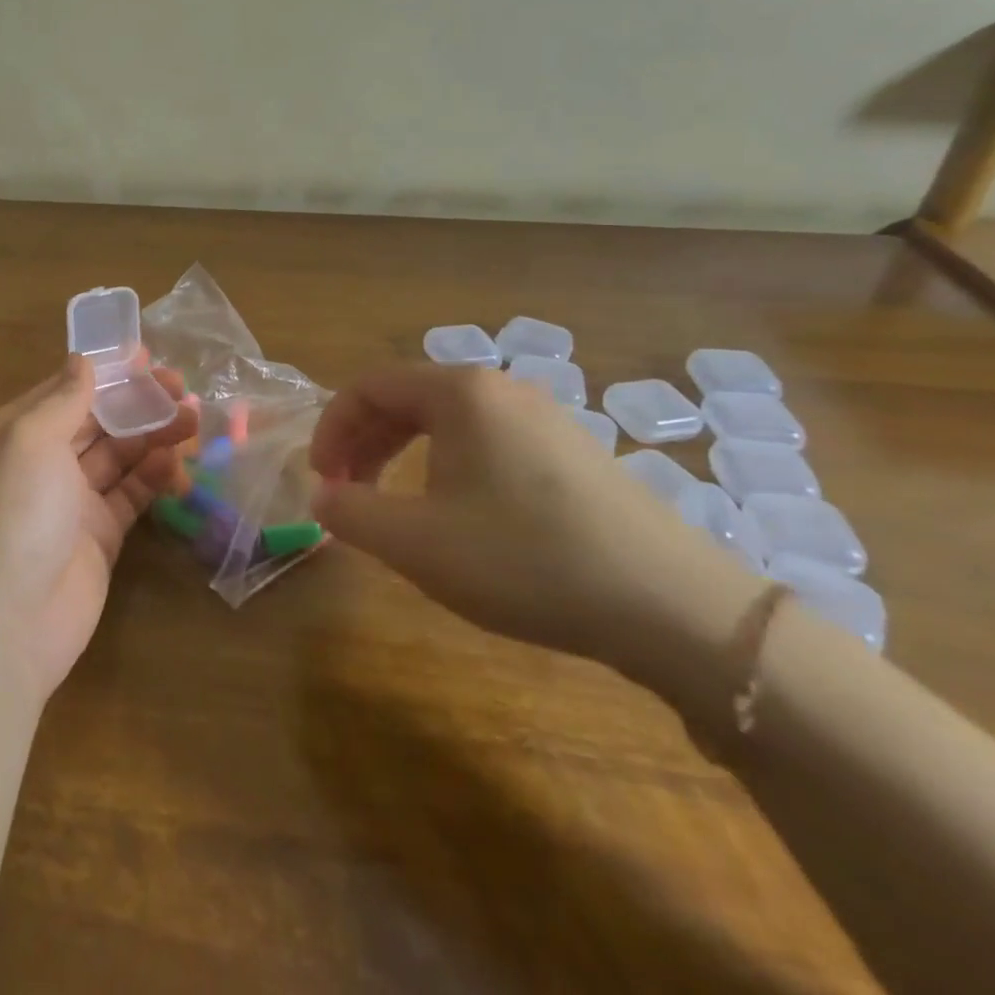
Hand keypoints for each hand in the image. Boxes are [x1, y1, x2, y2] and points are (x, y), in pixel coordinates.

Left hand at [0, 354, 196, 699]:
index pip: (68, 389)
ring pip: (120, 456)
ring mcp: (72, 501)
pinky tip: (179, 465)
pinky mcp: (99, 535)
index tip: (148, 357)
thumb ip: (63, 398)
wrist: (8, 619)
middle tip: (184, 390)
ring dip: (155, 436)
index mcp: (19, 432)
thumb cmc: (15, 512)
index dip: (107, 371)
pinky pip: (131, 495)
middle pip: (99, 420)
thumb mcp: (32, 439)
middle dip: (139, 402)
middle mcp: (44, 461)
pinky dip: (154, 477)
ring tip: (195, 422)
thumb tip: (82, 360)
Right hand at [309, 364, 752, 669]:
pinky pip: (486, 442)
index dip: (331, 429)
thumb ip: (351, 513)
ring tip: (394, 505)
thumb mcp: (416, 543)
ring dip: (403, 455)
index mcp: (459, 392)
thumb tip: (322, 496)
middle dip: (364, 442)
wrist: (672, 607)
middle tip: (347, 493)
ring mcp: (544, 418)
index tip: (321, 480)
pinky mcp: (573, 452)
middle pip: (406, 398)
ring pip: (447, 422)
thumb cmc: (525, 560)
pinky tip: (458, 514)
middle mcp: (500, 389)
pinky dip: (448, 466)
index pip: (368, 386)